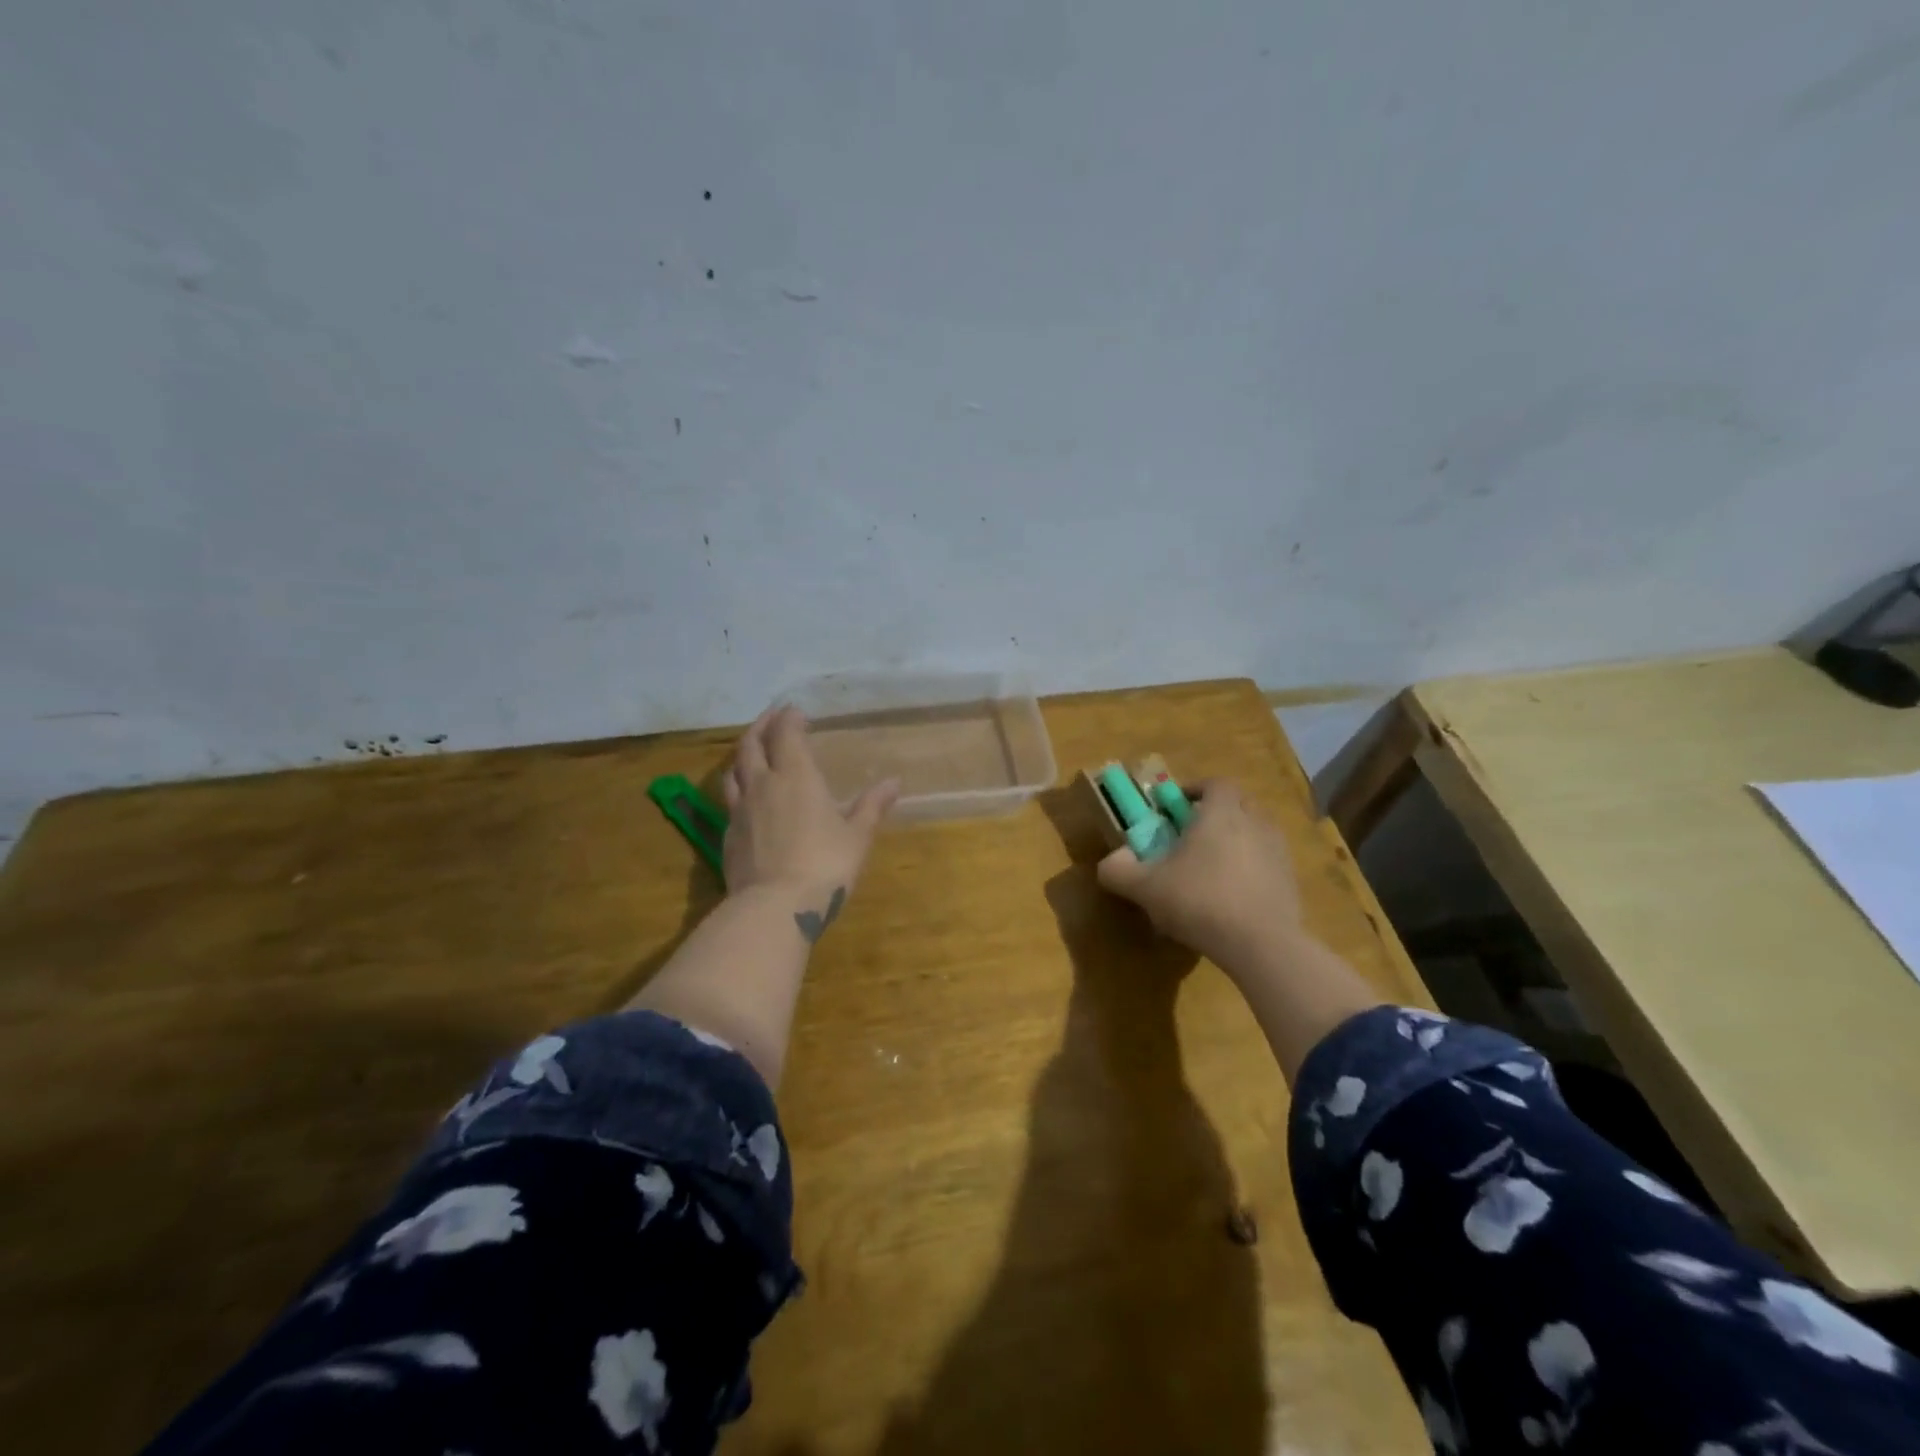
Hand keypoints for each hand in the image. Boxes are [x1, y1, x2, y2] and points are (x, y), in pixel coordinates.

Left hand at [720, 707, 898, 925]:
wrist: (774, 907)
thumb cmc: (824, 865)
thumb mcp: (857, 836)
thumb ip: (872, 806)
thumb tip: (894, 782)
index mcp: (796, 777)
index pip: (786, 734)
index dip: (789, 719)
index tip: (795, 710)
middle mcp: (763, 785)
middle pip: (751, 744)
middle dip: (761, 726)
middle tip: (771, 718)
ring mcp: (740, 810)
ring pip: (732, 771)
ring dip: (743, 755)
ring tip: (752, 752)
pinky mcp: (727, 836)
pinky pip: (729, 802)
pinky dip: (737, 789)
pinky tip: (746, 800)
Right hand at [1095, 780, 1306, 972]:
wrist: (1262, 945)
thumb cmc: (1200, 901)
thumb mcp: (1146, 888)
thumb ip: (1119, 871)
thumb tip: (1108, 862)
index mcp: (1222, 813)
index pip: (1215, 784)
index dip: (1195, 789)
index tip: (1176, 806)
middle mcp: (1255, 822)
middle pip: (1239, 804)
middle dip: (1217, 812)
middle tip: (1193, 833)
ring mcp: (1278, 852)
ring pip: (1256, 832)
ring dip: (1237, 839)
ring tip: (1214, 865)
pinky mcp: (1291, 881)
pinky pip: (1268, 861)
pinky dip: (1252, 867)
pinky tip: (1234, 893)